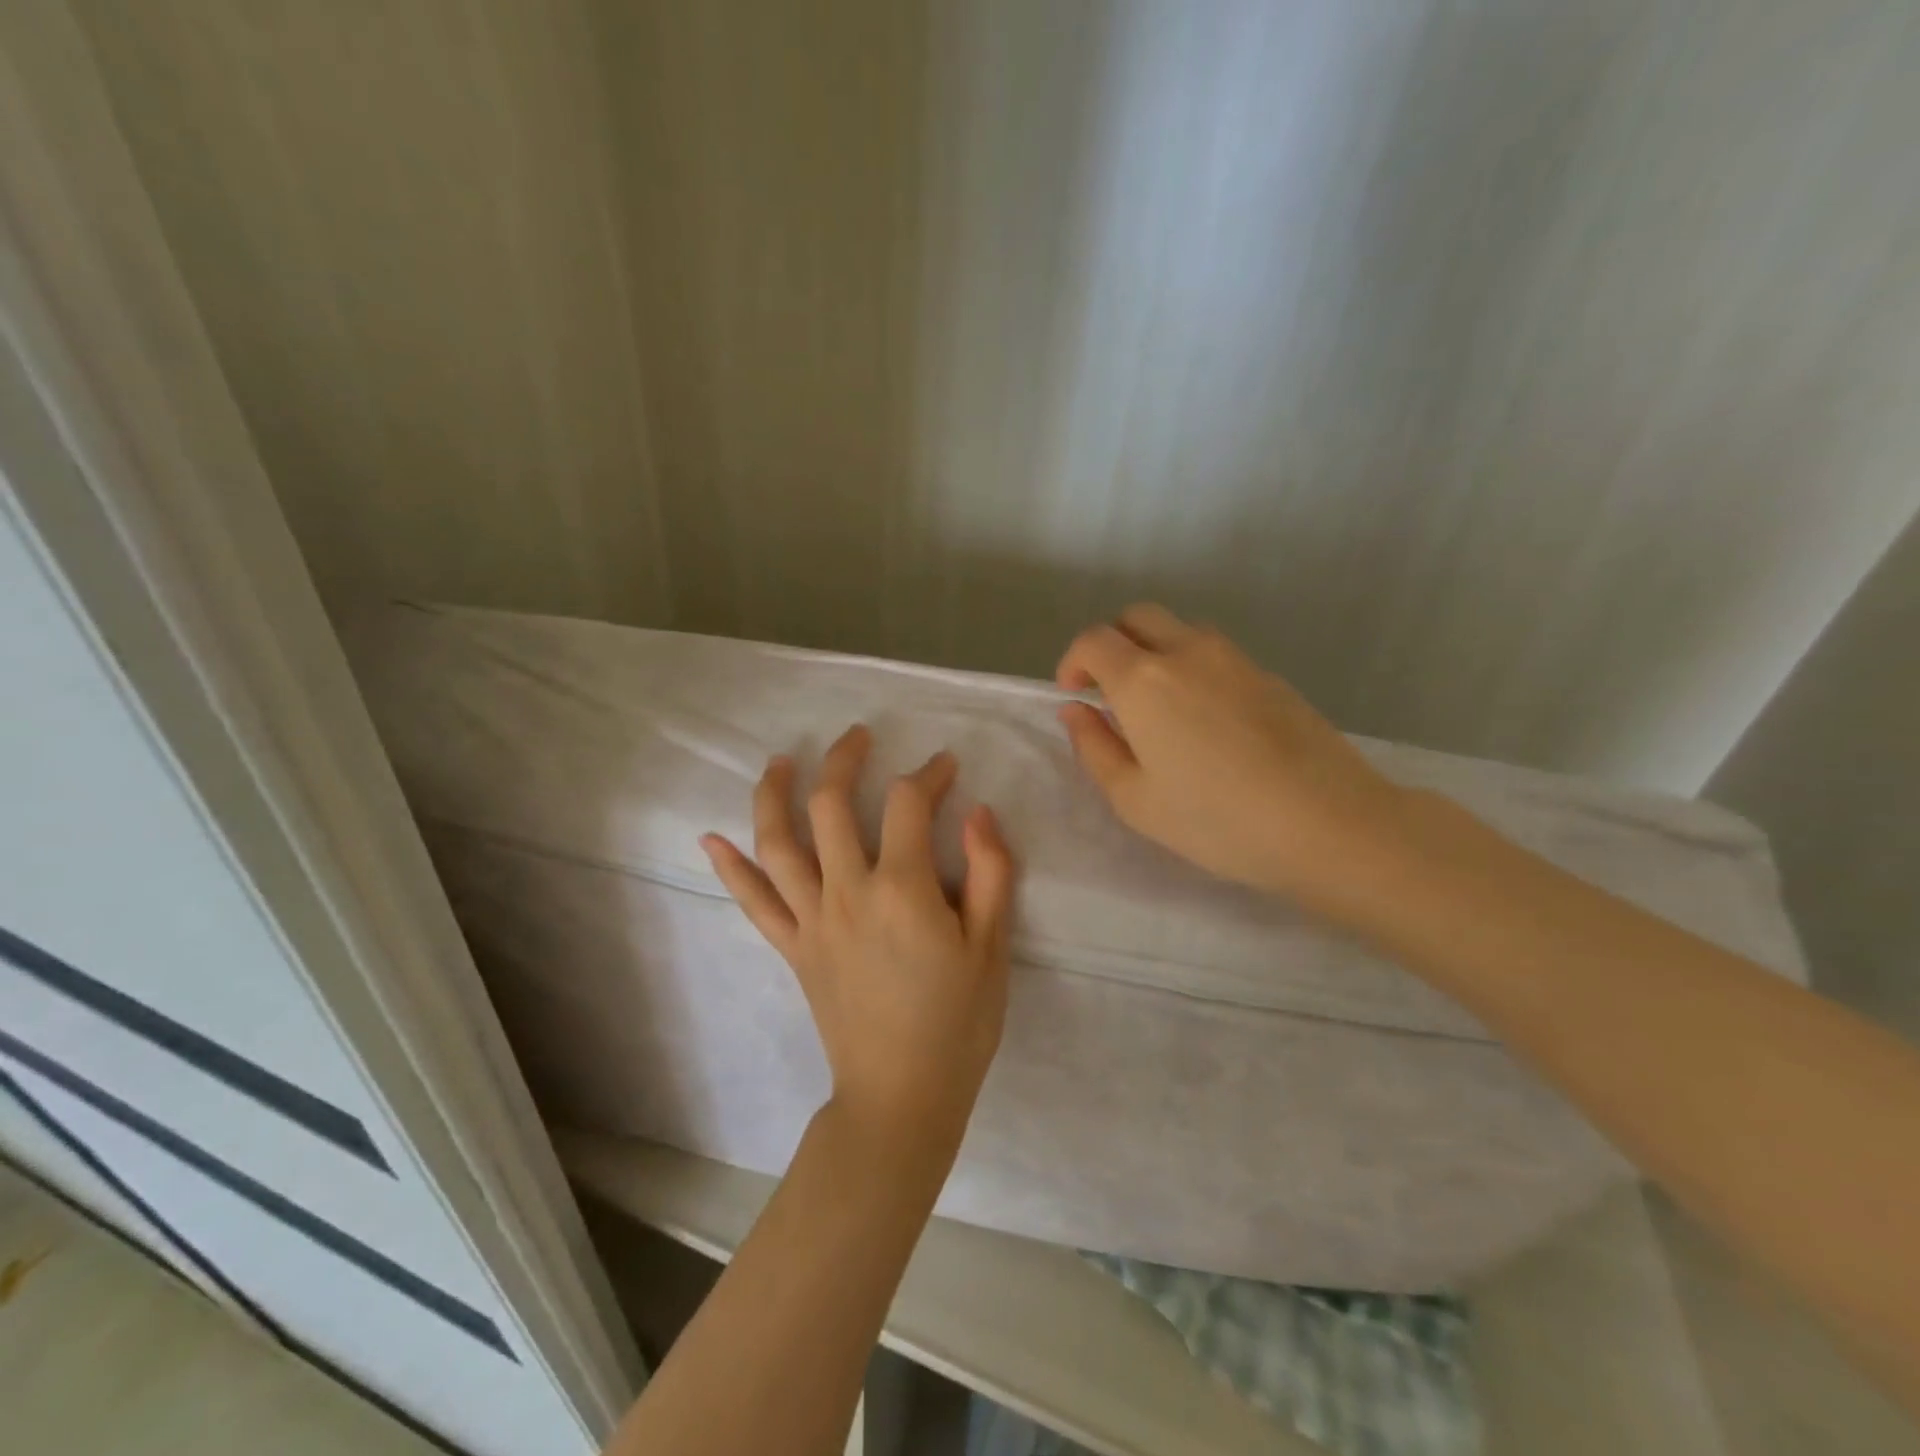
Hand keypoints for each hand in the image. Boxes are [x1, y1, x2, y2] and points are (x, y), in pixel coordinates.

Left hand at [700, 725, 1015, 1154]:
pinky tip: (711, 840)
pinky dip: (731, 869)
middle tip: (858, 737)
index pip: (907, 804)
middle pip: (830, 804)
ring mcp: (812, 919)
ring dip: (774, 794)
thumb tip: (979, 811)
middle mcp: (847, 891)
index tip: (945, 767)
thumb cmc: (957, 1023)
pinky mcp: (793, 948)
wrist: (901, 1096)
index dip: (928, 774)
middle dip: (844, 760)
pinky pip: (755, 902)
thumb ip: (989, 872)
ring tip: (781, 761)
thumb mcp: (991, 947)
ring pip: (778, 842)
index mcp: (901, 888)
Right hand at [1056, 603, 1408, 906]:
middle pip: (1137, 616)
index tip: (1075, 694)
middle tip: (1110, 691)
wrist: (1328, 823)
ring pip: (1180, 630)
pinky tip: (1206, 721)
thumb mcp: (1135, 799)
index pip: (1094, 640)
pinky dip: (1192, 668)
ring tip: (1158, 707)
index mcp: (1144, 680)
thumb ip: (1095, 748)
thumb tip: (1076, 711)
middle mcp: (1186, 652)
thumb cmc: (1216, 820)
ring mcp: (1234, 658)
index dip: (1073, 661)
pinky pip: (1215, 654)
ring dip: (1154, 652)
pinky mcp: (1268, 674)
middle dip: (1112, 643)